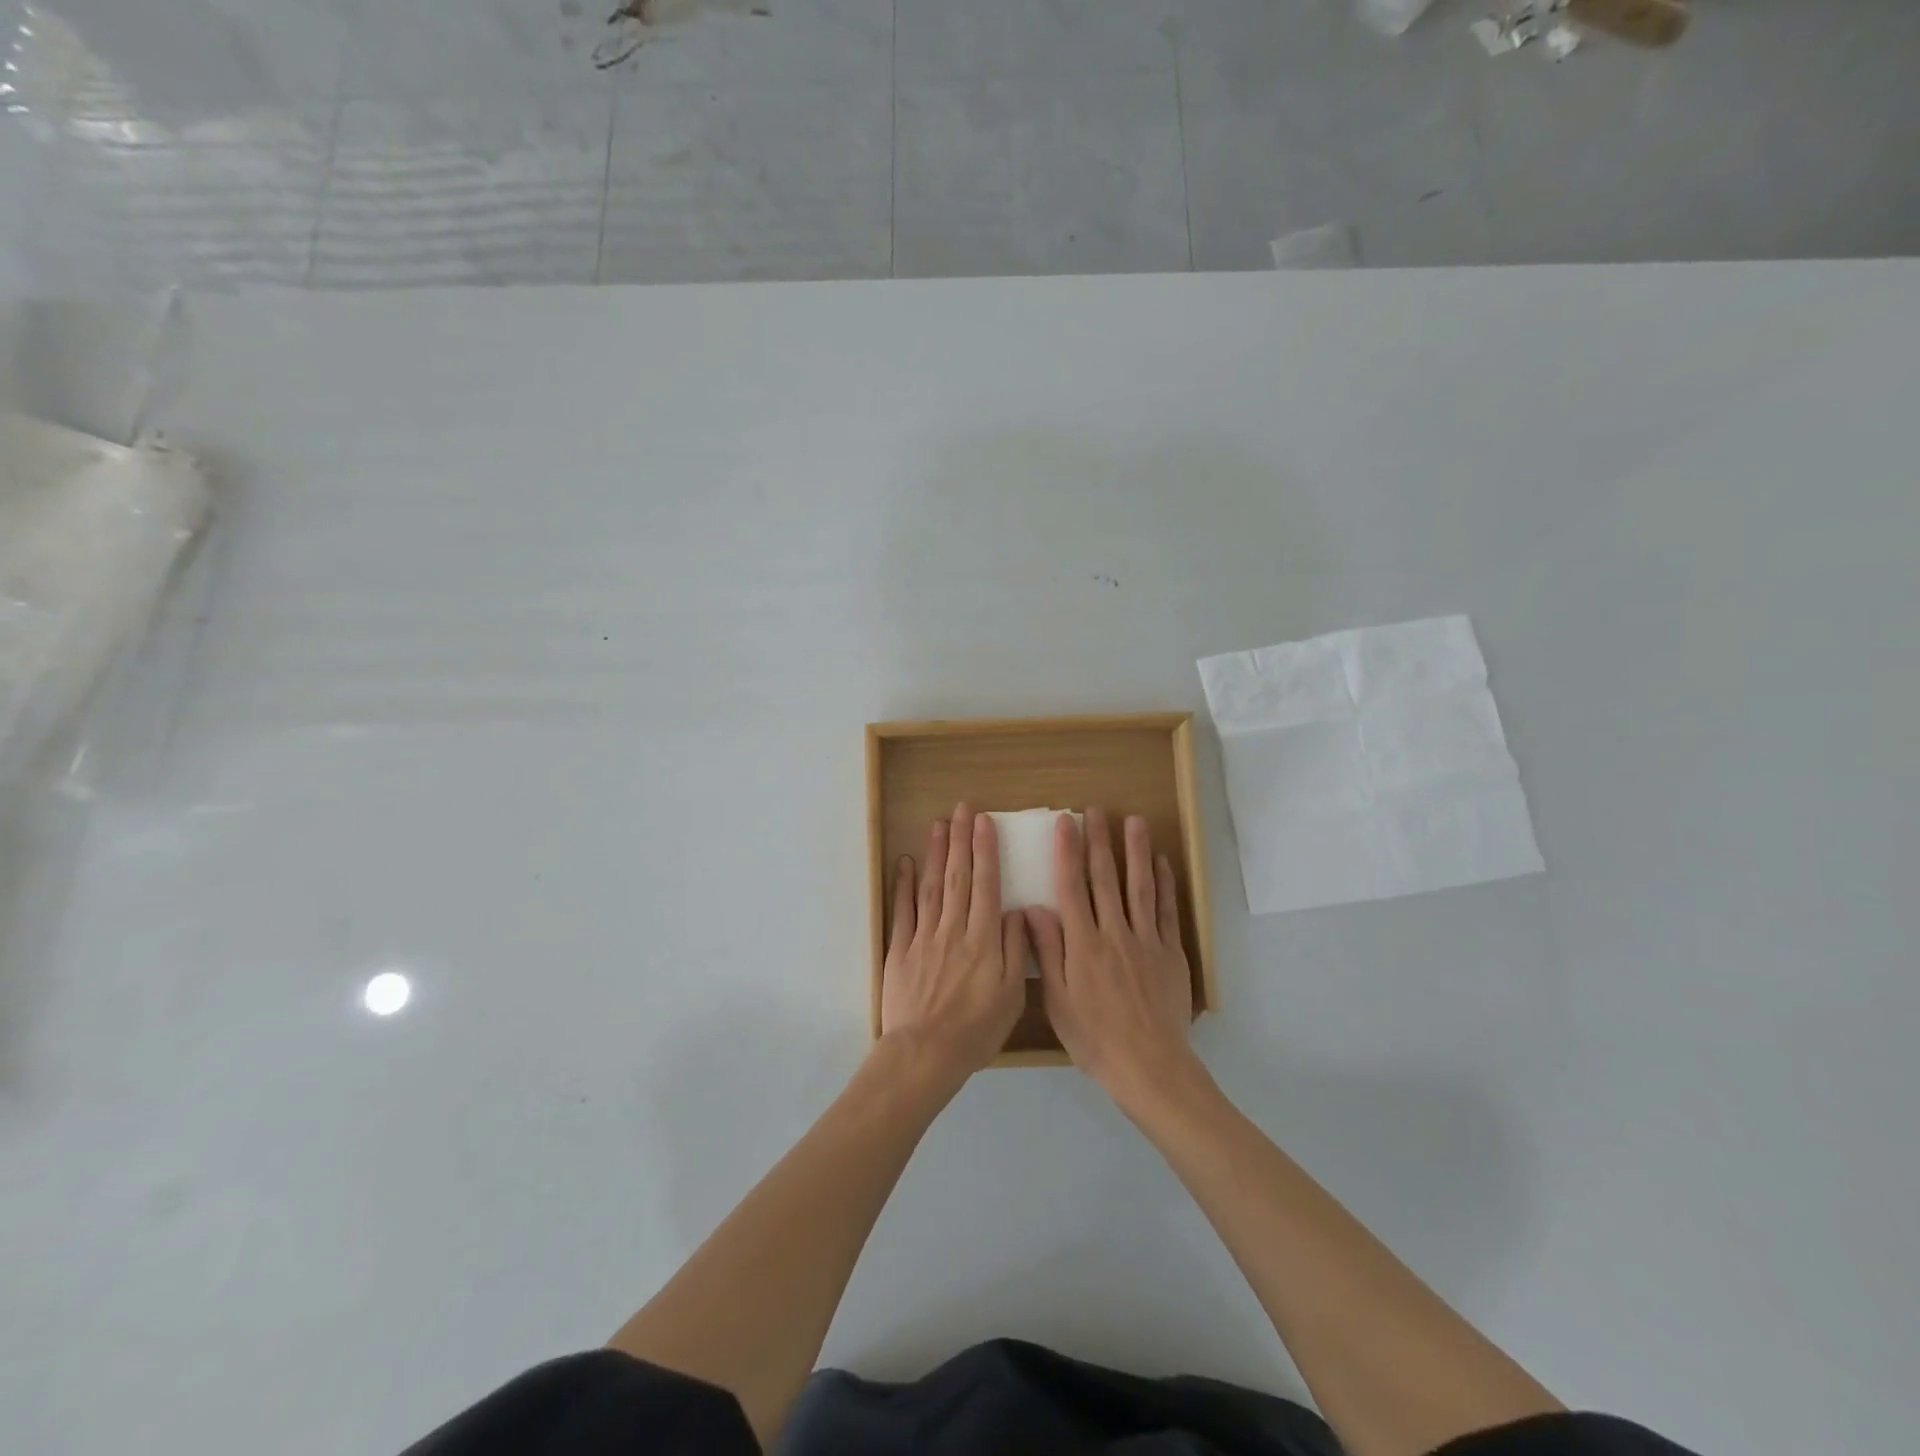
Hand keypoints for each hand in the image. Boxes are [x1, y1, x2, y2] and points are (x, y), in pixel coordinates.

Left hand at [880, 804, 1028, 1081]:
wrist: (926, 1053)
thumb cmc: (976, 1030)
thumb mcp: (1012, 994)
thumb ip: (1016, 949)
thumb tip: (1018, 911)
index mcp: (984, 939)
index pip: (987, 884)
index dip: (986, 850)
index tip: (985, 822)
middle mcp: (954, 929)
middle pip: (958, 876)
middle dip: (961, 840)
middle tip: (962, 809)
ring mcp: (924, 937)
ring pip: (931, 886)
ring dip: (935, 853)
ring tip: (938, 825)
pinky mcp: (900, 950)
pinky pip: (903, 911)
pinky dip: (903, 885)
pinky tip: (905, 863)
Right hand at [1026, 807, 1194, 1104]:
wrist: (1148, 1066)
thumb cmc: (1094, 1037)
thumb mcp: (1058, 1000)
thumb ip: (1048, 951)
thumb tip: (1033, 908)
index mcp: (1083, 944)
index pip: (1072, 887)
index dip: (1067, 853)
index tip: (1065, 823)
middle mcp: (1114, 933)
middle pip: (1106, 879)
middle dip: (1099, 841)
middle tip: (1096, 810)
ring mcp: (1146, 940)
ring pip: (1139, 886)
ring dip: (1135, 851)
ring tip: (1133, 821)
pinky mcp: (1170, 952)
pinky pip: (1166, 911)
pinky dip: (1164, 884)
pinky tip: (1161, 863)